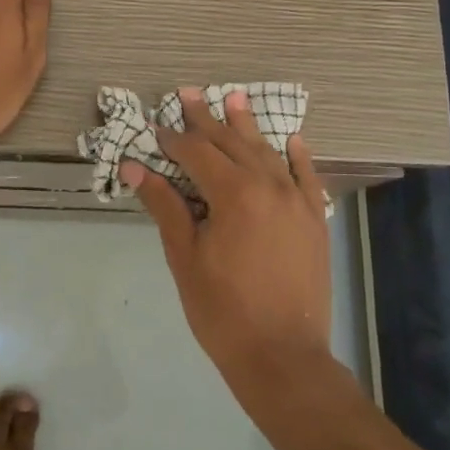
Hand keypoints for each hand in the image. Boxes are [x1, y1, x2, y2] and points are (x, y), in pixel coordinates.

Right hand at [126, 89, 334, 393]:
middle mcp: (269, 186)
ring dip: (248, 126)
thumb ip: (164, 205)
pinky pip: (307, 177)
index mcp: (234, 194)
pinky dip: (297, 156)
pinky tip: (291, 139)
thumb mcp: (184, 257)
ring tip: (234, 98)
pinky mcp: (315, 220)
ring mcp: (298, 202)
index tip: (156, 125)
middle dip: (208, 119)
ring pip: (269, 153)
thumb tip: (134, 167)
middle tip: (189, 93)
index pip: (198, 153)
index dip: (174, 138)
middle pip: (233, 143)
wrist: (282, 356)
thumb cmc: (222, 309)